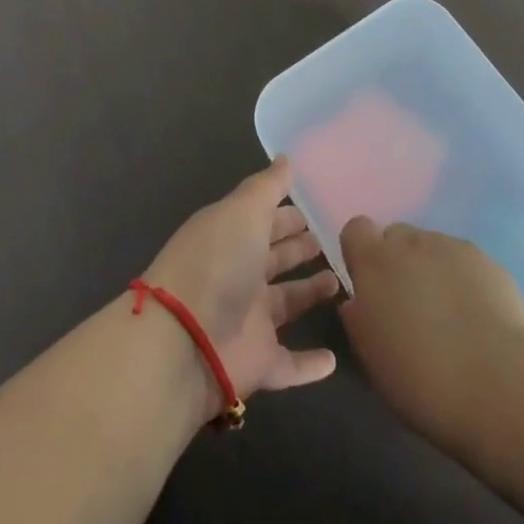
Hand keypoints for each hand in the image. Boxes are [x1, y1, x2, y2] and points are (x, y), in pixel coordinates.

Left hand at [142, 157, 341, 414]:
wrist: (184, 341)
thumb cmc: (217, 262)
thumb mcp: (243, 210)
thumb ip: (267, 186)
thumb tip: (286, 158)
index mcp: (232, 237)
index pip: (263, 220)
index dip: (287, 213)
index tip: (316, 206)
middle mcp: (239, 276)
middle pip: (274, 259)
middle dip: (298, 248)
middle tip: (332, 240)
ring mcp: (248, 321)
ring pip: (286, 305)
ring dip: (309, 295)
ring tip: (340, 282)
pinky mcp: (257, 364)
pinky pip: (289, 365)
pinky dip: (309, 365)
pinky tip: (334, 360)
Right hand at [338, 218, 523, 443]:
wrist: (498, 387)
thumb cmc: (421, 381)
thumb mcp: (372, 358)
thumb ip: (359, 319)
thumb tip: (359, 302)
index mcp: (374, 263)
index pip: (356, 229)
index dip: (361, 253)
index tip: (370, 286)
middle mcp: (411, 242)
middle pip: (396, 236)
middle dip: (398, 263)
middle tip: (409, 306)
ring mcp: (451, 246)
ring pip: (431, 248)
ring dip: (431, 270)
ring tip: (449, 316)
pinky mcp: (486, 259)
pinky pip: (463, 261)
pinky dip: (463, 279)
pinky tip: (476, 317)